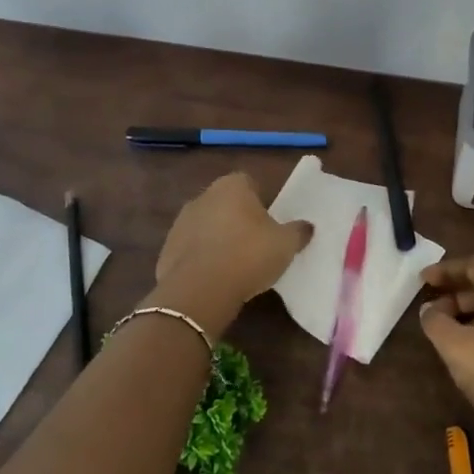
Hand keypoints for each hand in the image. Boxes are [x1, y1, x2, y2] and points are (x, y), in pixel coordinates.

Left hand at [154, 173, 311, 324]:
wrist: (199, 290)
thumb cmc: (248, 256)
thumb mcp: (285, 244)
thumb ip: (298, 231)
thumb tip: (307, 226)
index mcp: (232, 186)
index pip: (250, 183)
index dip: (262, 201)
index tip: (271, 223)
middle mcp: (203, 196)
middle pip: (226, 203)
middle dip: (239, 218)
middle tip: (257, 243)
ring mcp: (181, 222)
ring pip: (207, 225)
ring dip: (219, 238)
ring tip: (236, 264)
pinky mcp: (167, 248)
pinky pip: (192, 248)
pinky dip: (202, 258)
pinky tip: (215, 277)